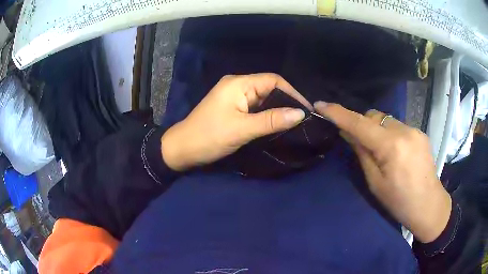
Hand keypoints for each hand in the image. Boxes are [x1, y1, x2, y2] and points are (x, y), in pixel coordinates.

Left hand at [161, 73, 311, 170]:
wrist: (182, 149)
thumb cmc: (209, 137)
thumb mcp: (242, 129)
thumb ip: (271, 120)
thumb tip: (300, 113)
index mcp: (239, 83)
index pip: (273, 80)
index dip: (292, 92)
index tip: (306, 110)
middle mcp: (237, 85)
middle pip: (269, 88)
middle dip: (286, 102)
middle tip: (302, 119)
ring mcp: (234, 97)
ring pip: (263, 99)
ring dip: (277, 109)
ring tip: (294, 122)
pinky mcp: (232, 108)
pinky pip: (255, 108)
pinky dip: (267, 115)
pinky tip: (277, 124)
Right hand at [314, 102, 450, 242]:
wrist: (429, 206)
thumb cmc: (399, 202)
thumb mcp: (375, 183)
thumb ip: (362, 153)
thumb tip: (348, 132)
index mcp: (392, 147)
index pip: (360, 124)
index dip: (339, 113)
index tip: (321, 105)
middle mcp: (404, 131)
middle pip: (374, 116)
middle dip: (362, 125)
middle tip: (359, 143)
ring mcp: (415, 130)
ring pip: (386, 120)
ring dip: (377, 130)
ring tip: (381, 151)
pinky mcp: (420, 133)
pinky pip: (398, 126)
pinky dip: (389, 134)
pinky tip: (395, 152)